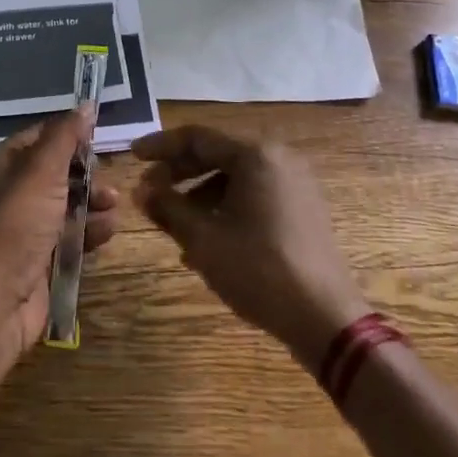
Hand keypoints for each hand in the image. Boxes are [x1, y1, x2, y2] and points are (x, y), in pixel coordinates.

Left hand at [0, 111, 120, 366]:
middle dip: (87, 175)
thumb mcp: (42, 171)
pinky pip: (71, 234)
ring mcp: (25, 226)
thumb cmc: (17, 224)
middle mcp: (10, 192)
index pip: (40, 137)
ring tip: (113, 207)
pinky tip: (107, 232)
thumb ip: (66, 136)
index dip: (69, 135)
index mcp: (0, 164)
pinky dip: (90, 231)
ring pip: (67, 204)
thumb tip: (87, 104)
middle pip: (57, 171)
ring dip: (93, 203)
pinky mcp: (41, 256)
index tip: (99, 137)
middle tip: (108, 181)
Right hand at [132, 126, 368, 369]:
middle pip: (217, 154)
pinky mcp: (302, 208)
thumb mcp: (203, 238)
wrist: (325, 318)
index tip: (132, 155)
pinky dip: (225, 207)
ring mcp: (295, 183)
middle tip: (148, 190)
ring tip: (173, 224)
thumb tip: (141, 190)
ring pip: (234, 177)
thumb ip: (167, 207)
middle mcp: (278, 158)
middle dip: (179, 173)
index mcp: (256, 155)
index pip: (197, 138)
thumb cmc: (258, 270)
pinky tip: (206, 239)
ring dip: (199, 195)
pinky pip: (254, 195)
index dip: (160, 145)